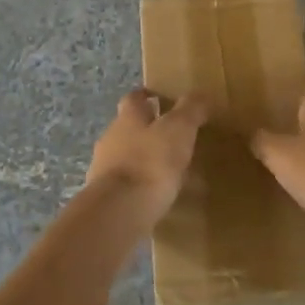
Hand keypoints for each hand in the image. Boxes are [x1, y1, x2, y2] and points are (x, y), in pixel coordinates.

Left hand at [85, 89, 211, 225]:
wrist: (119, 210)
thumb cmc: (150, 162)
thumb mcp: (179, 129)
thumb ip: (190, 110)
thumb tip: (200, 94)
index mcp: (128, 117)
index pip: (135, 98)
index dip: (148, 96)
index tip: (162, 99)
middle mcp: (111, 137)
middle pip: (129, 127)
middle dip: (148, 130)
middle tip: (173, 138)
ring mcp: (104, 168)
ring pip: (127, 156)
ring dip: (145, 160)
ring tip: (171, 172)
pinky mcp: (106, 196)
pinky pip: (127, 184)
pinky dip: (142, 186)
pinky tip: (159, 197)